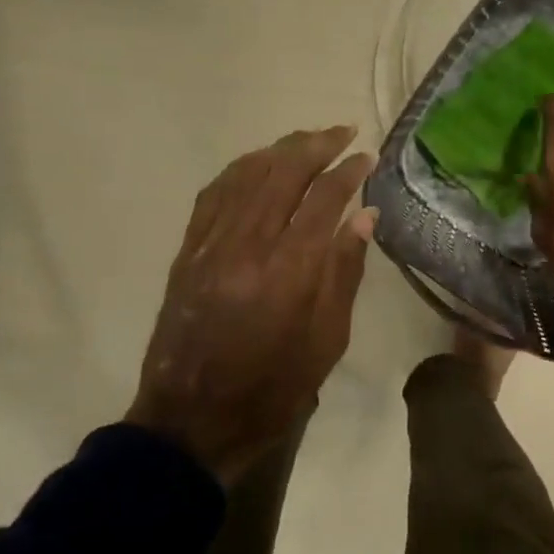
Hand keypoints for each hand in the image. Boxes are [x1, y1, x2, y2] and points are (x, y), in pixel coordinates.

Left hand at [129, 126, 376, 485]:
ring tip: (307, 139)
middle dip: (316, 145)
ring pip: (246, 175)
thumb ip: (345, 272)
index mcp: (288, 271)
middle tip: (342, 132)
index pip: (323, 199)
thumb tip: (364, 215)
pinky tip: (258, 163)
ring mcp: (210, 245)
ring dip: (279, 150)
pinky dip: (240, 169)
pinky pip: (214, 194)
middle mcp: (247, 245)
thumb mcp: (327, 342)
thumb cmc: (272, 389)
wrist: (191, 421)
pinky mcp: (188, 251)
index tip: (366, 157)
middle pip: (283, 173)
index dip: (347, 172)